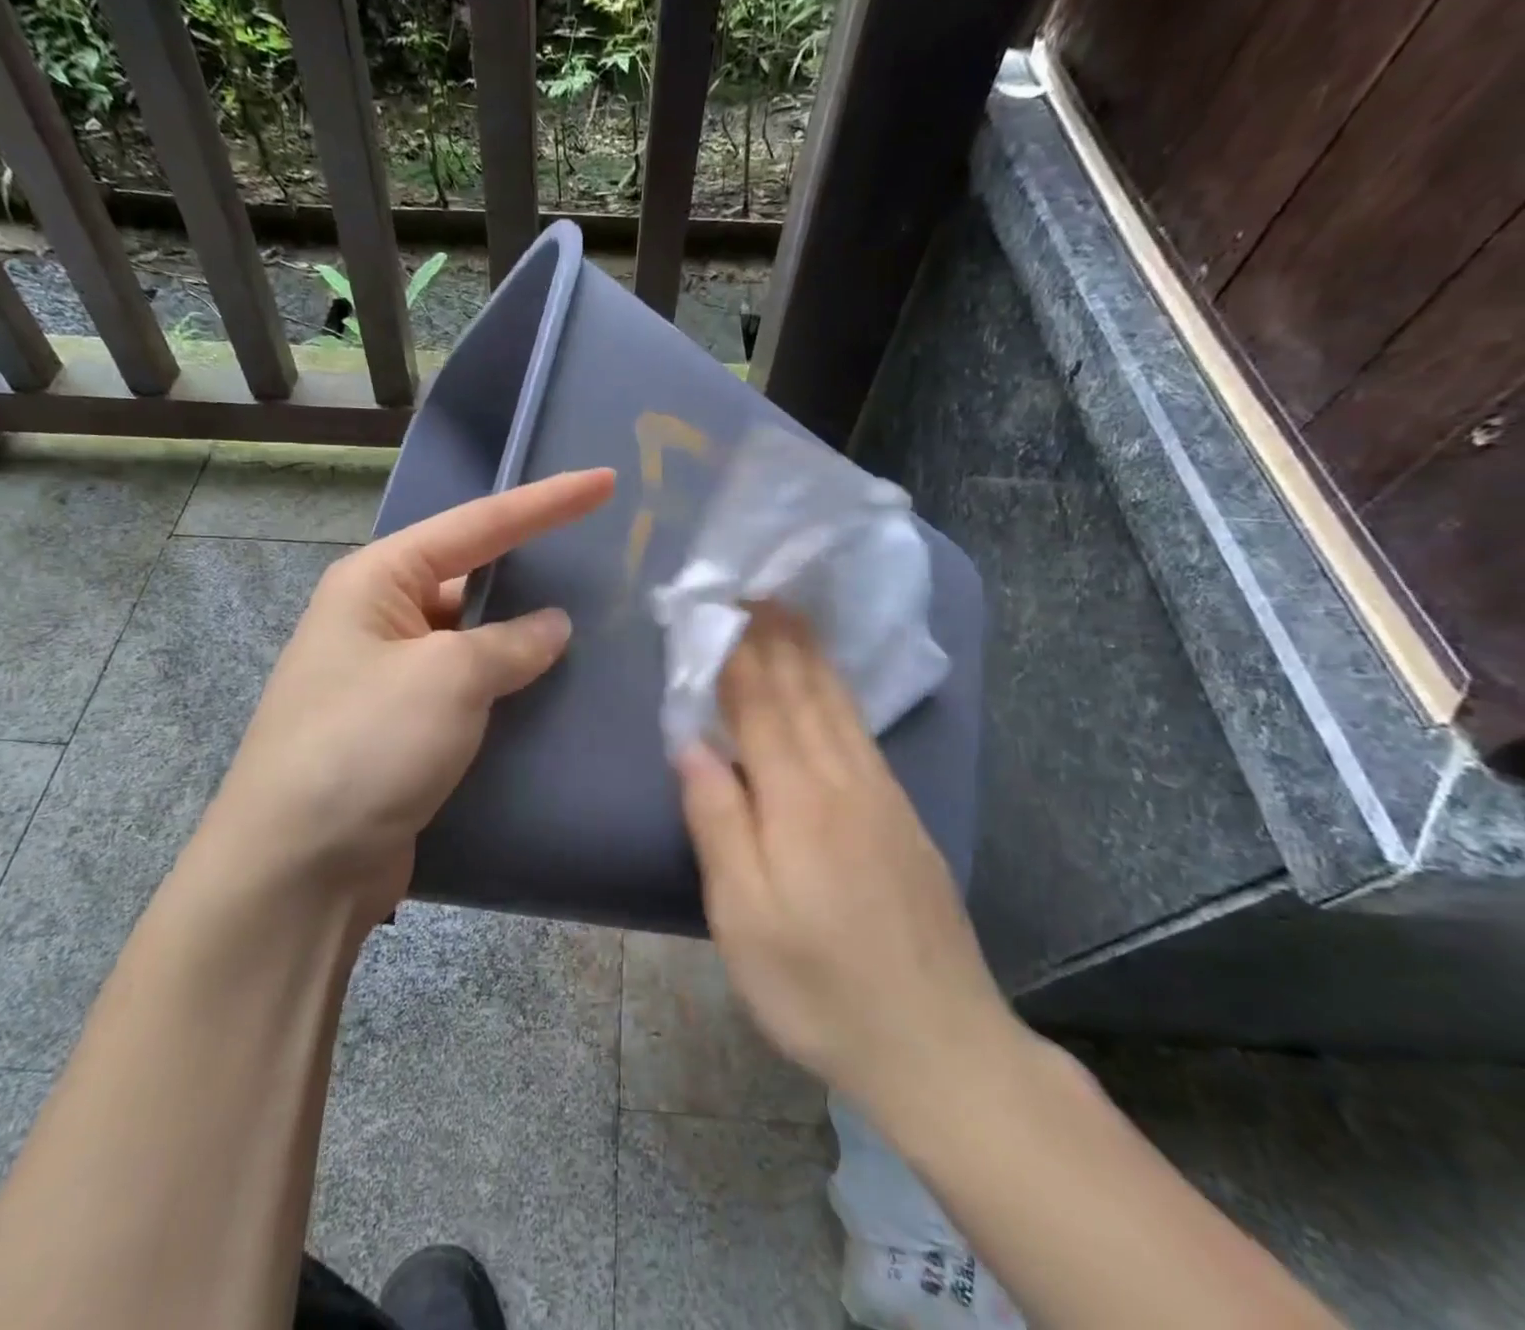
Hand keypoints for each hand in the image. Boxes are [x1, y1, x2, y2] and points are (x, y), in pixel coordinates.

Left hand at [196, 468, 615, 931]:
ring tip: (599, 628)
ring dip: (525, 639)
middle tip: (607, 564)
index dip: (546, 502)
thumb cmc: (366, 745)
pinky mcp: (404, 729)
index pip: (478, 525)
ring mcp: (390, 677)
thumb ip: (510, 644)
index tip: (606, 482)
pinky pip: (469, 690)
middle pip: (474, 578)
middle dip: (535, 573)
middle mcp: (380, 618)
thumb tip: (553, 627)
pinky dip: (509, 687)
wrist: (298, 868)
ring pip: (475, 640)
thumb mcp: (448, 678)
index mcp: (378, 580)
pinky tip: (555, 692)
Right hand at [675, 606, 1023, 1131]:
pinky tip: (830, 682)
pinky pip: (859, 729)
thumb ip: (717, 822)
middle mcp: (843, 779)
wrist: (938, 1044)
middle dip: (772, 634)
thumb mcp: (744, 917)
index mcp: (797, 798)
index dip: (735, 650)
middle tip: (753, 585)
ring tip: (788, 610)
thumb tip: (690, 744)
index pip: (757, 702)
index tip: (718, 603)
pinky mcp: (901, 815)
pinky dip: (837, 690)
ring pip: (836, 703)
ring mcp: (880, 794)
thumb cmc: (819, 986)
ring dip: (807, 651)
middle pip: (801, 689)